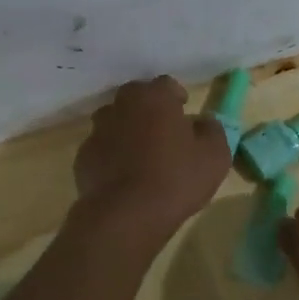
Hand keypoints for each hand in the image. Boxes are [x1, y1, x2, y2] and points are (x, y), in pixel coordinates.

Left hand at [73, 77, 230, 239]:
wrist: (126, 215)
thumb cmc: (176, 179)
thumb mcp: (215, 156)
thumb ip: (212, 130)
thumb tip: (204, 122)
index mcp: (154, 98)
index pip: (166, 84)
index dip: (177, 96)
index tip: (184, 112)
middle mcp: (121, 106)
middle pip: (136, 98)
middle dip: (149, 109)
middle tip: (163, 132)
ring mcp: (97, 131)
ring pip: (115, 121)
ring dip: (127, 130)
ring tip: (141, 154)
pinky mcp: (83, 157)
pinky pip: (102, 148)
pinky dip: (112, 155)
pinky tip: (123, 176)